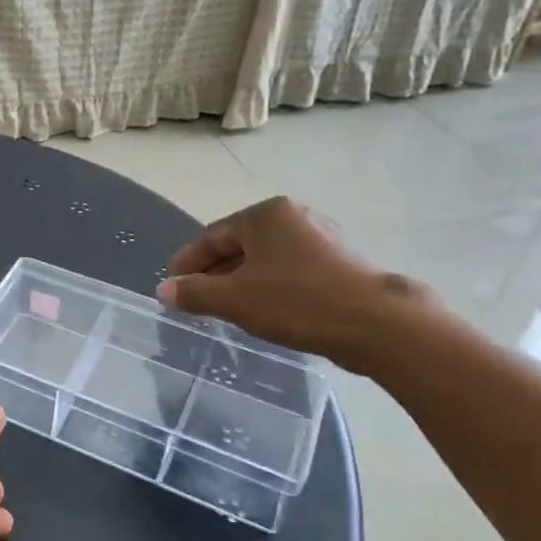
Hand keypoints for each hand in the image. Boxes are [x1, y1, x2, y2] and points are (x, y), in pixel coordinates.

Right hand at [156, 197, 433, 373]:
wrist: (376, 324)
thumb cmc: (297, 302)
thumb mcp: (234, 299)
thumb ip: (194, 293)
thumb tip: (164, 290)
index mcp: (265, 215)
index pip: (211, 236)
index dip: (187, 263)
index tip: (171, 286)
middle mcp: (292, 219)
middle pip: (237, 246)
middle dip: (213, 274)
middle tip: (194, 301)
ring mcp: (319, 241)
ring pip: (263, 261)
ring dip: (239, 283)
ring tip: (223, 310)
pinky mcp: (336, 265)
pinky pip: (287, 273)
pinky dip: (266, 288)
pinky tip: (261, 312)